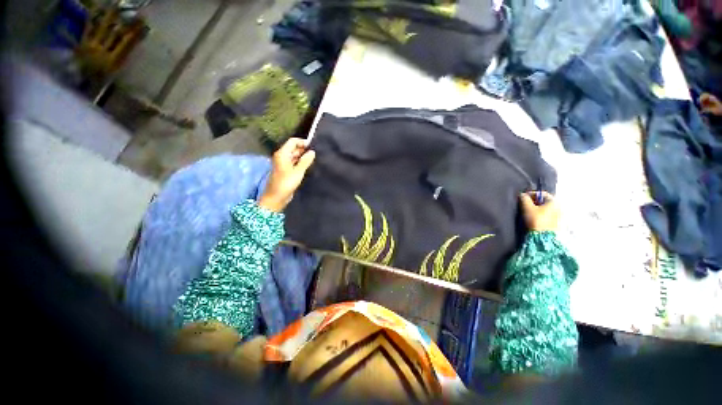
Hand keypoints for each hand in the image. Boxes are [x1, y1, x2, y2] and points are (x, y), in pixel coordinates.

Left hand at [258, 138, 315, 211]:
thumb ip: (306, 161)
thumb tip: (312, 152)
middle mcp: (282, 156)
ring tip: (314, 159)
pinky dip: (301, 163)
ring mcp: (284, 164)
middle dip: (304, 149)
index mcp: (282, 154)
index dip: (303, 142)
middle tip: (316, 154)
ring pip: (295, 156)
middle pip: (294, 148)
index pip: (293, 141)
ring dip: (303, 157)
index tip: (313, 146)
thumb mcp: (298, 171)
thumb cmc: (286, 183)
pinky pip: (294, 163)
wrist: (276, 197)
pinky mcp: (286, 171)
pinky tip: (308, 166)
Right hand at [519, 191, 558, 231]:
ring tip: (529, 212)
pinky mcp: (559, 223)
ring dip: (538, 208)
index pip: (542, 194)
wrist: (544, 237)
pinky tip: (536, 218)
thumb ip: (524, 199)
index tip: (523, 197)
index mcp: (554, 201)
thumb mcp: (527, 208)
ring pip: (547, 208)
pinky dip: (542, 214)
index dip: (531, 194)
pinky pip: (549, 215)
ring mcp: (561, 215)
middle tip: (525, 205)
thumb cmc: (536, 220)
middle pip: (545, 201)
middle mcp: (560, 206)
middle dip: (535, 202)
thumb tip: (522, 195)